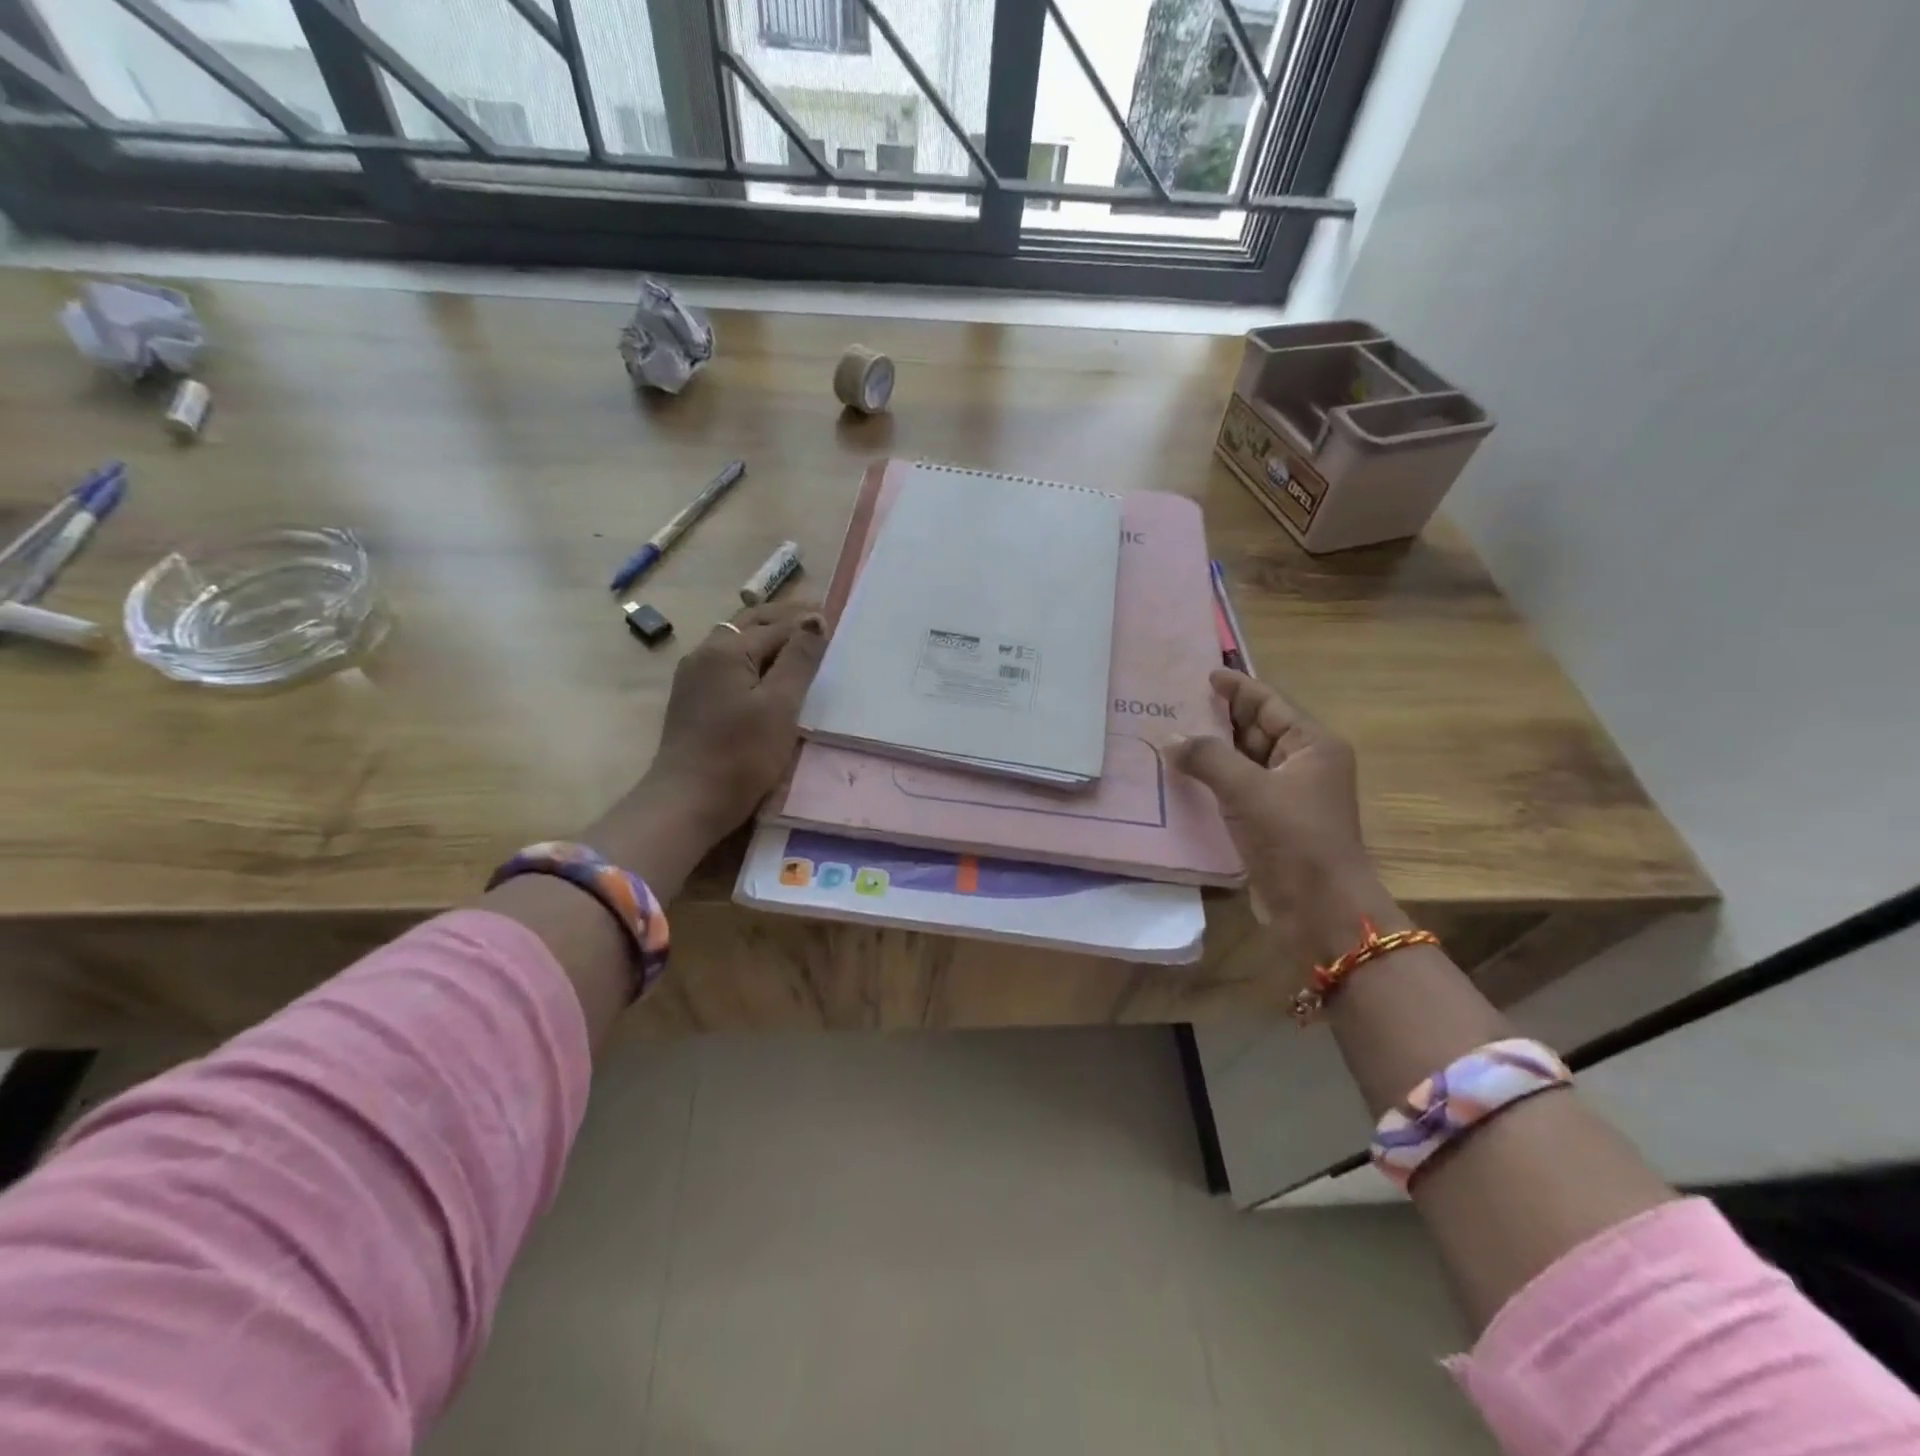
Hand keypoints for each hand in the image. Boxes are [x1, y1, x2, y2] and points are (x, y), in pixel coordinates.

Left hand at [581, 600, 828, 894]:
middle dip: (785, 619)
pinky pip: (729, 663)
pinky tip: (769, 672)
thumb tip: (815, 620)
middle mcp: (705, 653)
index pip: (776, 625)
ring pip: (737, 642)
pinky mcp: (694, 699)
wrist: (688, 802)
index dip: (807, 622)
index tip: (836, 619)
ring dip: (768, 636)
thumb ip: (798, 659)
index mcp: (726, 649)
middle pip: (750, 623)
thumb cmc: (741, 754)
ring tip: (799, 644)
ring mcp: (694, 676)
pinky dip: (754, 657)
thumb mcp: (779, 705)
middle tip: (819, 621)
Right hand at [1170, 669, 1406, 979]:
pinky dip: (1214, 781)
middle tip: (1178, 704)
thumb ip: (1207, 757)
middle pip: (1258, 730)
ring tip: (1172, 735)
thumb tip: (1171, 737)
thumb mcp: (1249, 789)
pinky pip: (1238, 790)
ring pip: (1245, 762)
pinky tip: (1184, 776)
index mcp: (1313, 746)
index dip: (1238, 688)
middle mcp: (1304, 766)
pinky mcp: (1271, 824)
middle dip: (1220, 718)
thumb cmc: (1293, 838)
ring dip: (1213, 751)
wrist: (1318, 908)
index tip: (1207, 675)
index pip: (1271, 704)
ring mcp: (1288, 797)